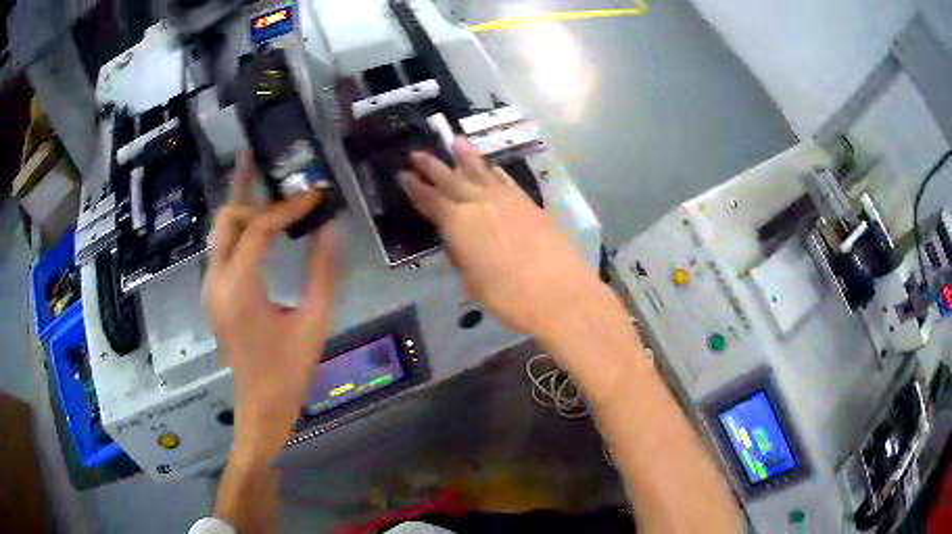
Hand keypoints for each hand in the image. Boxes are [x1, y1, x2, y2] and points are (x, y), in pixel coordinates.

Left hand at [202, 151, 337, 463]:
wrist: (260, 407)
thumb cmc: (289, 372)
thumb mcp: (314, 323)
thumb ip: (322, 273)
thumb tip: (329, 229)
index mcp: (239, 288)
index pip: (258, 228)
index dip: (287, 207)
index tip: (315, 195)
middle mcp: (216, 282)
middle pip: (225, 219)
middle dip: (248, 191)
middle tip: (267, 162)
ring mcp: (210, 289)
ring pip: (219, 232)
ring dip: (239, 205)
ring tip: (253, 173)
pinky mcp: (214, 296)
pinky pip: (222, 250)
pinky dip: (238, 229)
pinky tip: (255, 221)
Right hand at [400, 139, 598, 334]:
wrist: (557, 291)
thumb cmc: (507, 296)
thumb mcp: (472, 281)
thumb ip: (461, 255)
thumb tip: (457, 241)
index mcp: (458, 222)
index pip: (430, 201)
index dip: (415, 188)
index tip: (403, 175)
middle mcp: (479, 203)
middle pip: (451, 179)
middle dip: (432, 166)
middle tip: (417, 153)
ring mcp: (506, 199)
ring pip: (481, 171)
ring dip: (465, 156)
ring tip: (455, 141)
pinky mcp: (528, 203)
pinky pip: (506, 180)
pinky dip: (495, 171)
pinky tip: (491, 166)